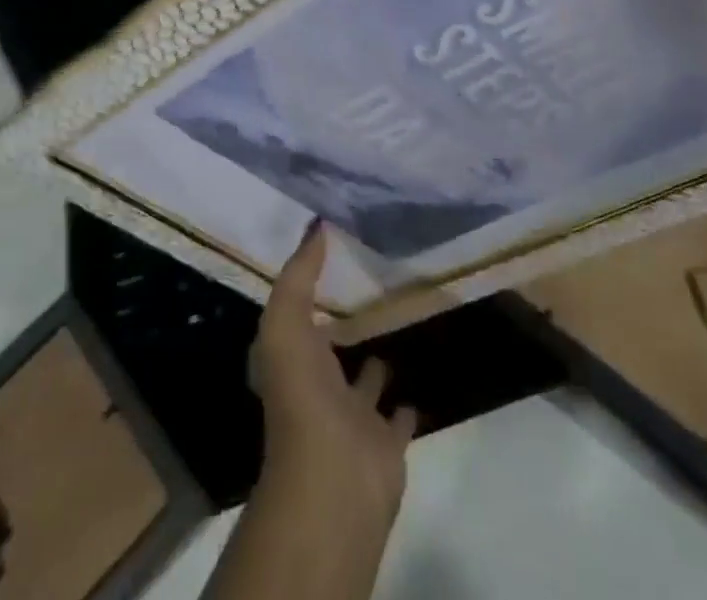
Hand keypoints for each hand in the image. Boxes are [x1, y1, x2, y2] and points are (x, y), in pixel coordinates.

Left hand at [248, 221, 417, 525]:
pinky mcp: (386, 442)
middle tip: (372, 285)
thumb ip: (299, 275)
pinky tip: (420, 380)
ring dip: (375, 361)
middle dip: (344, 323)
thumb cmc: (302, 396)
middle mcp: (318, 385)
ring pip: (366, 380)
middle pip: (331, 347)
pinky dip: (406, 402)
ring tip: (397, 323)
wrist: (334, 481)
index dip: (308, 286)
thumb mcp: (286, 323)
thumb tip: (316, 225)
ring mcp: (353, 416)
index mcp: (291, 358)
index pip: (298, 314)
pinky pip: (398, 415)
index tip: (332, 253)